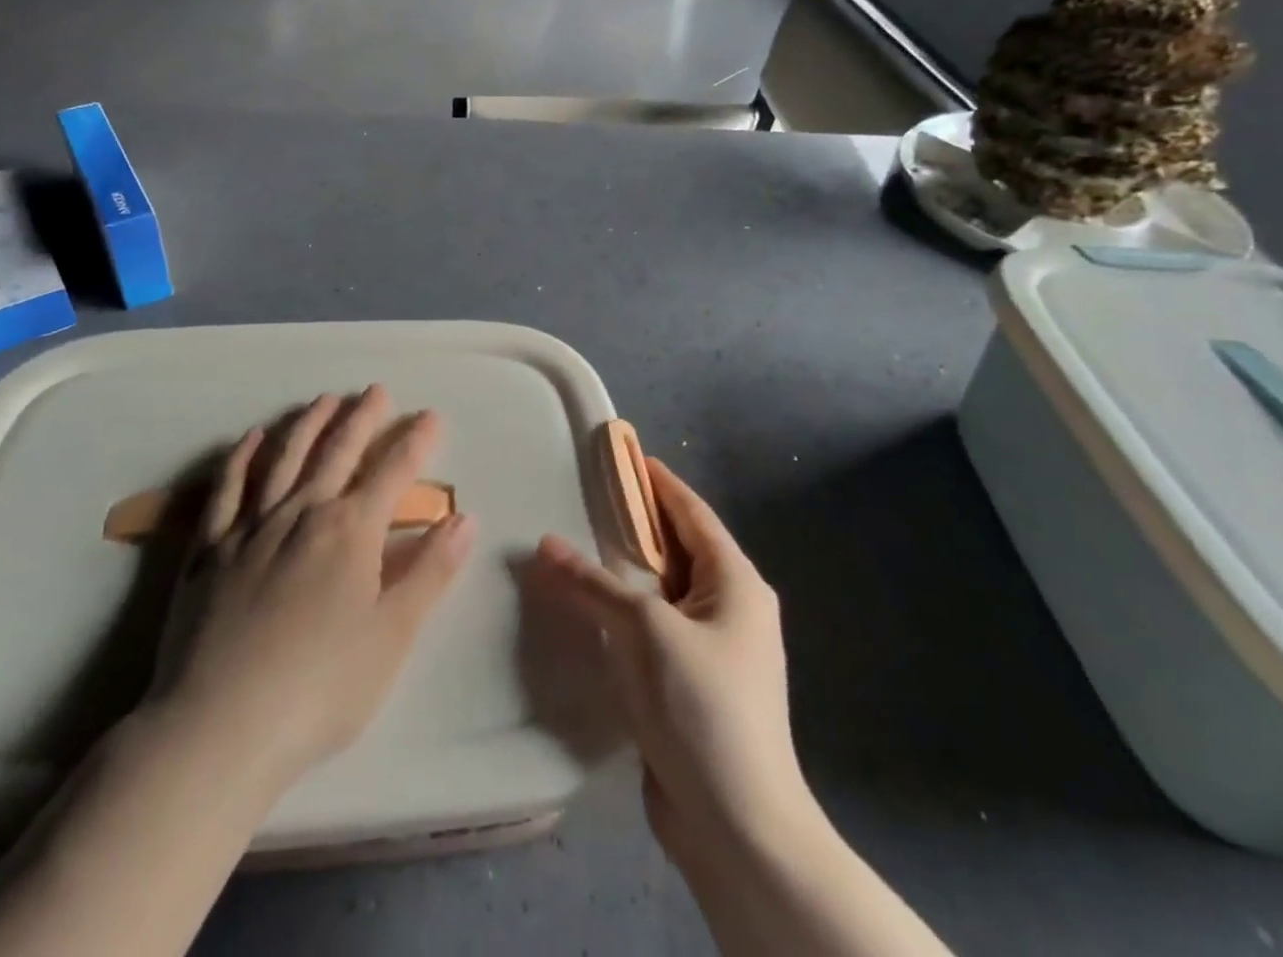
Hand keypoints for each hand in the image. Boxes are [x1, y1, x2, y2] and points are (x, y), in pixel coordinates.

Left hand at [156, 386, 475, 789]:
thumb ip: (430, 572)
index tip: (431, 416)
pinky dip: (242, 458)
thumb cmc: (321, 688)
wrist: (219, 728)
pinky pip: (227, 489)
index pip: (393, 472)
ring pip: (285, 458)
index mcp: (350, 531)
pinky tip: (252, 438)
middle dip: (362, 418)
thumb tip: (465, 519)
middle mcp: (302, 513)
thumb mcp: (392, 636)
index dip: (416, 442)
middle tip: (375, 390)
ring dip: (308, 424)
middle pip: (338, 452)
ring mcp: (251, 527)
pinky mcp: (210, 549)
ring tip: (324, 399)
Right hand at [533, 457, 814, 874]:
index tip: (625, 455)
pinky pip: (654, 627)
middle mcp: (730, 607)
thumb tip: (544, 544)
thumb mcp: (647, 631)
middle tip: (589, 496)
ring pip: (662, 590)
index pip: (692, 513)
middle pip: (677, 548)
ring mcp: (712, 648)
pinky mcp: (691, 682)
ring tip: (582, 544)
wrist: (739, 826)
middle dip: (636, 523)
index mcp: (736, 583)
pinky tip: (591, 607)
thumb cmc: (704, 707)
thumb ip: (594, 583)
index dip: (659, 483)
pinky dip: (625, 610)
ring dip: (626, 569)